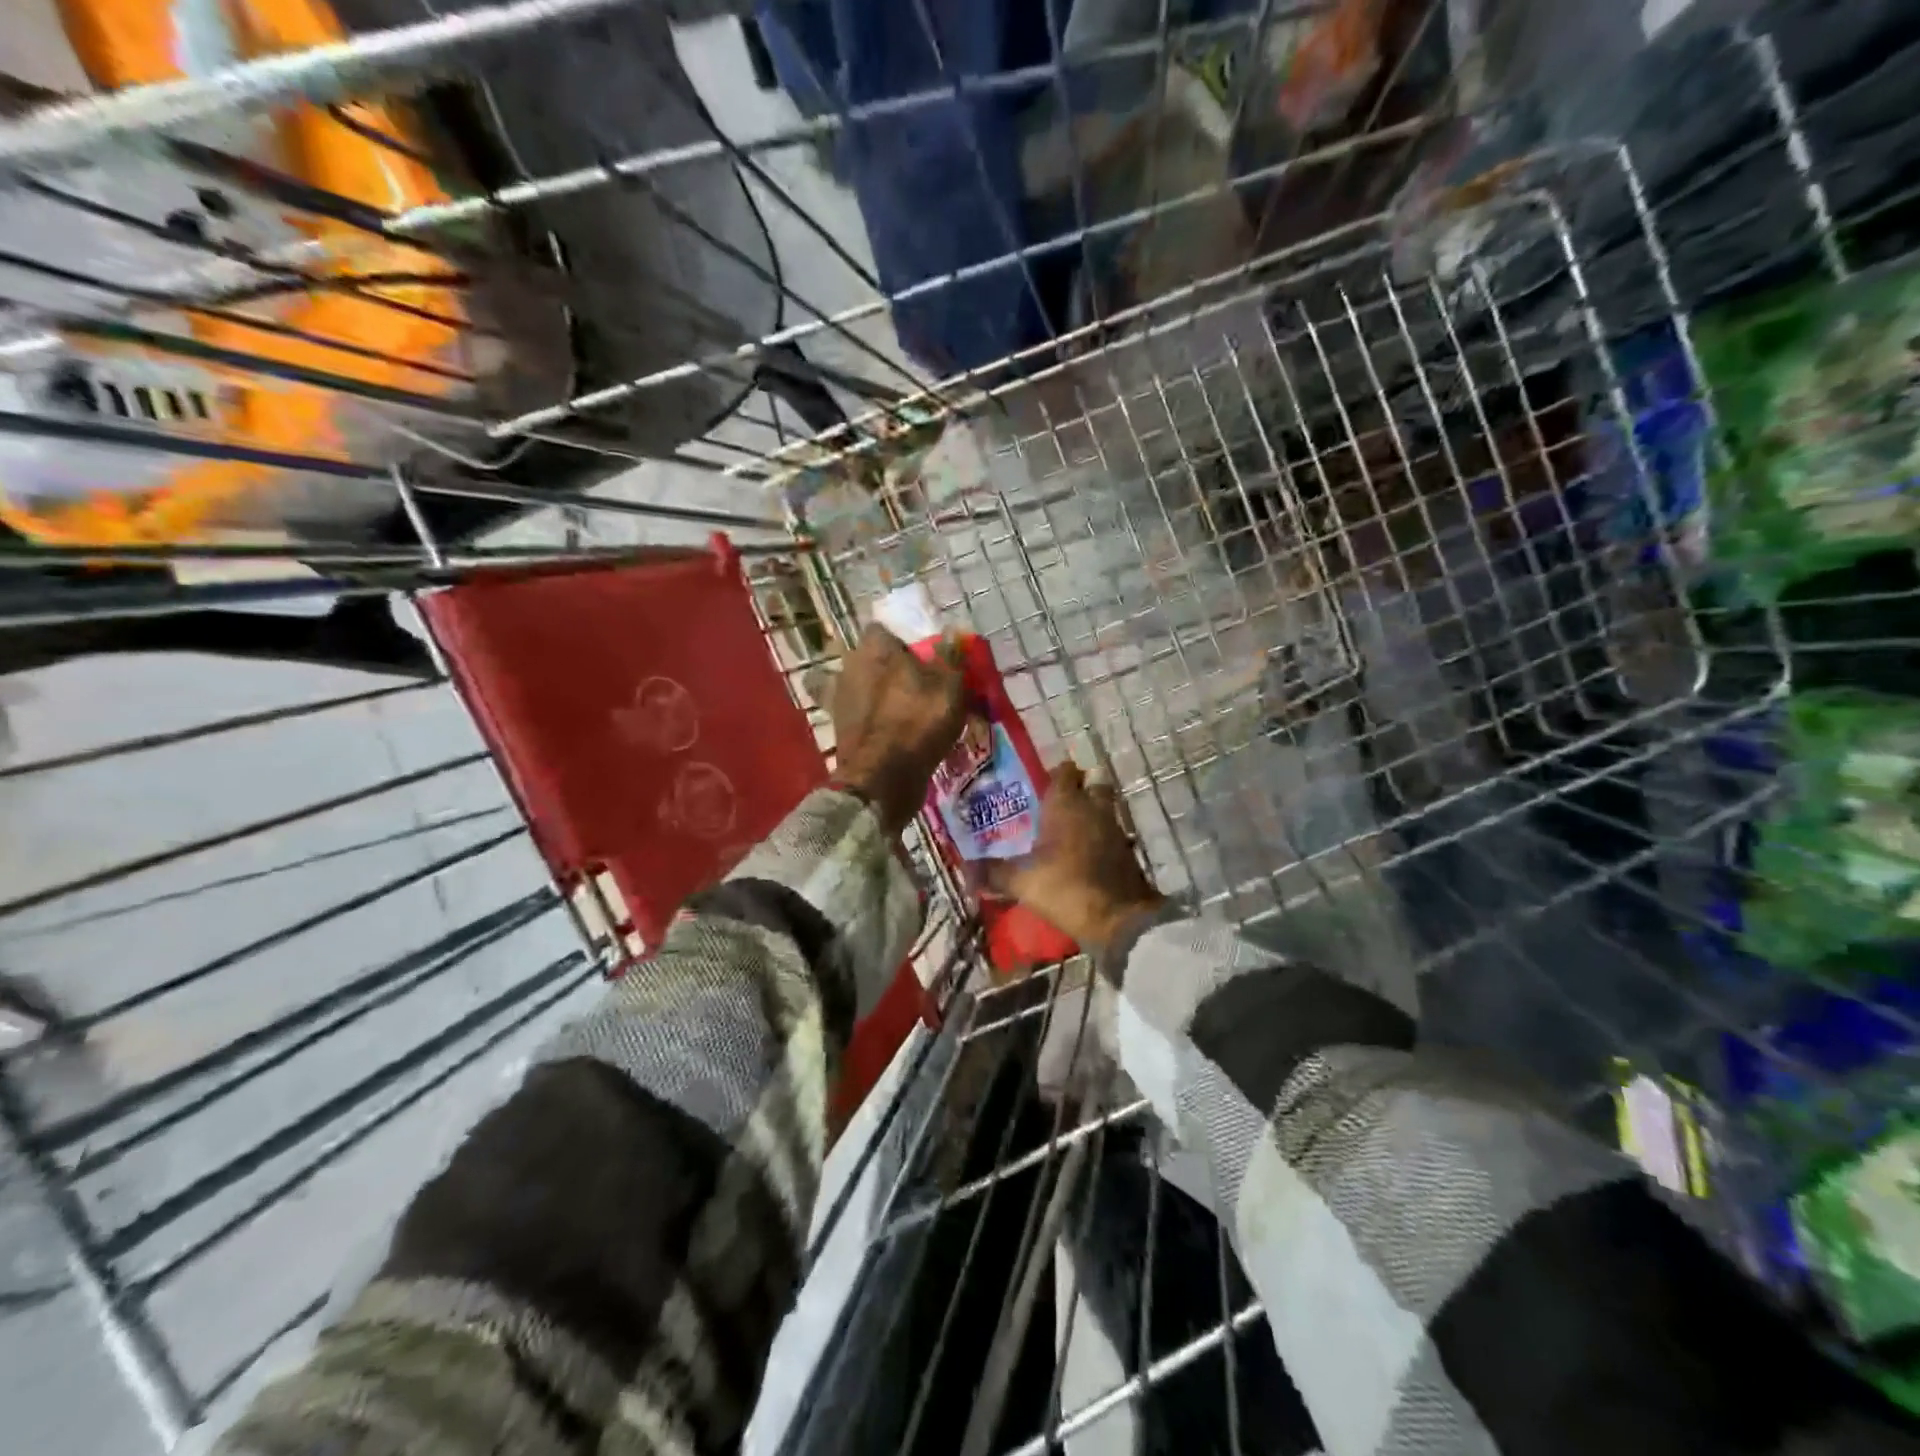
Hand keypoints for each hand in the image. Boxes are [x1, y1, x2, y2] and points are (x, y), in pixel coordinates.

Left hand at [832, 623, 966, 834]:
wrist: (881, 779)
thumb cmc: (918, 723)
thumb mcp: (949, 686)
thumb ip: (950, 657)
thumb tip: (954, 631)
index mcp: (873, 647)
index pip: (885, 629)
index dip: (904, 641)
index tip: (924, 656)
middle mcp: (849, 666)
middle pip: (873, 660)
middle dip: (891, 669)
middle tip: (920, 685)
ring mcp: (840, 699)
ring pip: (865, 688)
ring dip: (881, 696)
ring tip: (909, 712)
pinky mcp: (840, 729)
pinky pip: (862, 716)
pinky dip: (875, 721)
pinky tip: (895, 732)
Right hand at [999, 762, 1162, 954]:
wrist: (1119, 919)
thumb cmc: (1066, 888)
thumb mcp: (1022, 882)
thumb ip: (993, 873)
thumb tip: (966, 870)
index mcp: (1066, 804)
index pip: (1064, 771)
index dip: (1053, 774)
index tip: (1038, 785)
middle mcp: (1093, 807)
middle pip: (1090, 783)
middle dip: (1077, 788)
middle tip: (1055, 804)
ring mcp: (1113, 828)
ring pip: (1102, 807)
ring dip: (1089, 813)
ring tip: (1065, 830)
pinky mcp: (1125, 850)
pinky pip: (1109, 832)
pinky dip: (1098, 836)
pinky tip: (1082, 853)